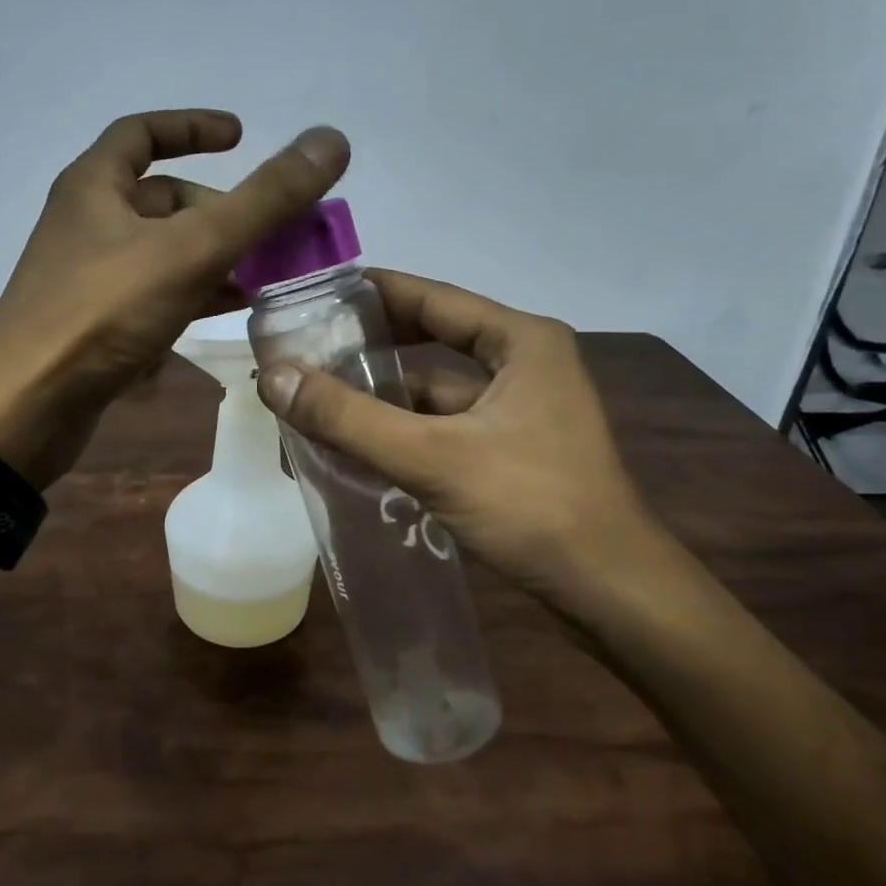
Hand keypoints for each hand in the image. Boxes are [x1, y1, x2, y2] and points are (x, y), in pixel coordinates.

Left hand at [0, 111, 348, 486]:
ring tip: (263, 277)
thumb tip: (331, 139)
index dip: (194, 127)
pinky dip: (190, 295)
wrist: (26, 408)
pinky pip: (152, 294)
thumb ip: (264, 199)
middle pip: (164, 199)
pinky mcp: (94, 322)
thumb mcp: (192, 249)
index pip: (143, 132)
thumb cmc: (103, 313)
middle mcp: (87, 222)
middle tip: (272, 234)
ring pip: (163, 251)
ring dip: (213, 257)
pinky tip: (223, 316)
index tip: (241, 136)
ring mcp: (89, 276)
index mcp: (95, 186)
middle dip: (221, 212)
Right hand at [256, 270, 655, 604]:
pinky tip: (357, 448)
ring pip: (436, 393)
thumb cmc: (532, 506)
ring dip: (382, 399)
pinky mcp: (515, 451)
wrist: (612, 593)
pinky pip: (446, 428)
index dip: (373, 292)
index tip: (316, 292)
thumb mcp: (434, 457)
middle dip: (370, 349)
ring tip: (315, 402)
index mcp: (520, 341)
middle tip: (305, 349)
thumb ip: (350, 418)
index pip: (432, 297)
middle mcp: (524, 364)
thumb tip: (272, 377)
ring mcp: (522, 410)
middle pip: (431, 341)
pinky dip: (404, 434)